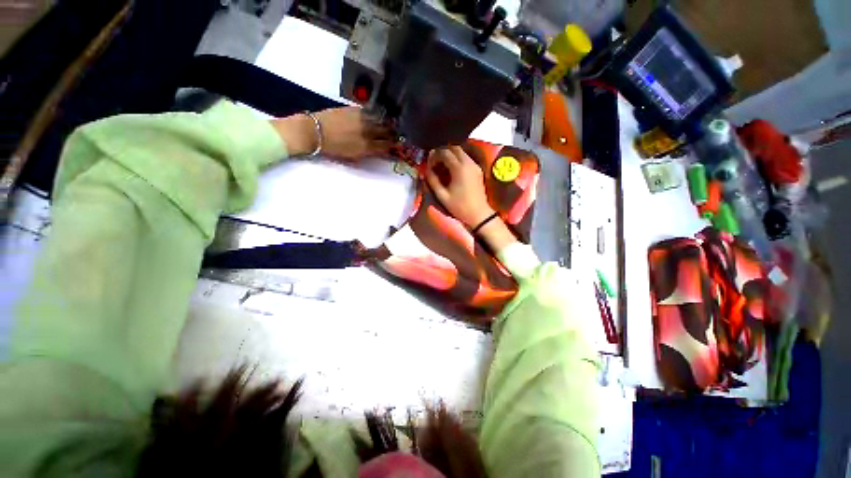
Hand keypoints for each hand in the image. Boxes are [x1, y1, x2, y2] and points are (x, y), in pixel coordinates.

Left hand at [317, 107, 395, 158]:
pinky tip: (376, 116)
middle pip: (387, 131)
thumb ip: (367, 153)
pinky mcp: (355, 109)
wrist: (314, 131)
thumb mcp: (352, 156)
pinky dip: (376, 115)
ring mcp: (362, 118)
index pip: (386, 145)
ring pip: (381, 120)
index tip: (397, 144)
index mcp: (366, 147)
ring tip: (389, 124)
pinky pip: (370, 112)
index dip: (393, 145)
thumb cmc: (333, 148)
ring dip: (386, 123)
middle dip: (393, 133)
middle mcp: (367, 131)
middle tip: (395, 134)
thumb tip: (379, 151)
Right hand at [425, 146, 493, 227]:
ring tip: (442, 166)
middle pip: (453, 148)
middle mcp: (468, 163)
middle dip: (442, 152)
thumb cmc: (459, 206)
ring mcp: (474, 165)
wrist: (479, 214)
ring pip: (460, 151)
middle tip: (435, 162)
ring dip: (450, 155)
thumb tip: (426, 170)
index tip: (429, 164)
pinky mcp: (477, 169)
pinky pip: (466, 158)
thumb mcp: (442, 196)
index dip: (434, 156)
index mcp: (459, 168)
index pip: (445, 152)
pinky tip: (451, 170)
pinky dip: (457, 159)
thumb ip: (432, 180)